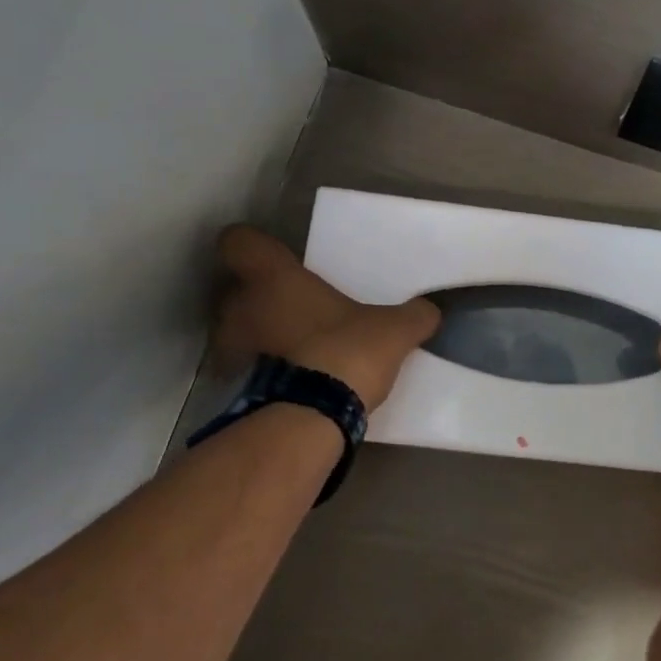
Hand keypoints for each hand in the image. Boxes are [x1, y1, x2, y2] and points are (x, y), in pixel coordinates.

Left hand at [210, 225, 440, 409]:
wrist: (312, 418)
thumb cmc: (347, 351)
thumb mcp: (394, 330)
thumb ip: (413, 316)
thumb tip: (430, 311)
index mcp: (275, 277)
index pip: (238, 241)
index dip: (253, 245)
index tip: (277, 258)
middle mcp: (241, 305)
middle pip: (235, 288)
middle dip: (259, 296)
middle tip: (295, 306)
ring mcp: (231, 348)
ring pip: (236, 328)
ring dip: (258, 334)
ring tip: (294, 346)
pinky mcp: (233, 386)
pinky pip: (245, 366)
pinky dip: (261, 370)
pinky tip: (292, 380)